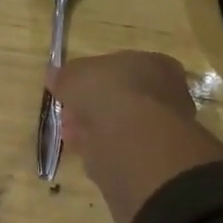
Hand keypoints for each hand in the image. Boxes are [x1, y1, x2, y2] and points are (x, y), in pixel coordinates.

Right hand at [49, 51, 222, 222]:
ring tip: (69, 136)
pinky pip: (122, 150)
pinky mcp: (156, 159)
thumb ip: (64, 75)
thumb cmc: (110, 95)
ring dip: (93, 130)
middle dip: (91, 107)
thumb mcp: (75, 76)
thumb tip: (54, 75)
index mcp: (154, 64)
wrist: (137, 144)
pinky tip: (85, 154)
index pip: (120, 67)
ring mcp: (165, 128)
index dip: (91, 79)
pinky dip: (103, 152)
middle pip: (120, 99)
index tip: (69, 91)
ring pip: (120, 126)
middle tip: (67, 115)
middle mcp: (167, 93)